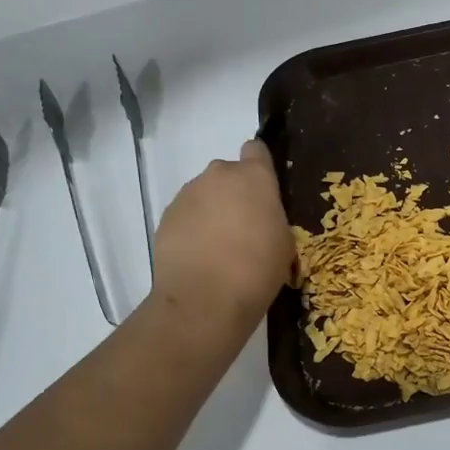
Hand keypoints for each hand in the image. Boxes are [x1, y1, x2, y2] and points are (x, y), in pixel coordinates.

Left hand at [151, 140, 294, 331]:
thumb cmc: (258, 268)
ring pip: (204, 194)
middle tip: (243, 228)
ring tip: (218, 248)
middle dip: (234, 194)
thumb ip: (272, 217)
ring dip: (211, 211)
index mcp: (254, 176)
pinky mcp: (166, 217)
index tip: (264, 191)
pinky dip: (192, 230)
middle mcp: (218, 175)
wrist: (204, 299)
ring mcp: (188, 194)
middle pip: (228, 174)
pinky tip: (199, 257)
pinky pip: (185, 215)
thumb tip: (259, 218)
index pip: (257, 150)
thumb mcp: (284, 242)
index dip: (260, 167)